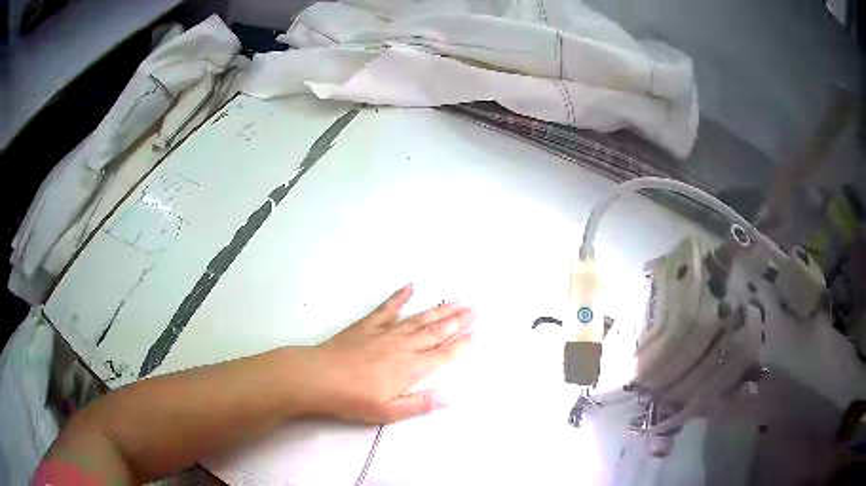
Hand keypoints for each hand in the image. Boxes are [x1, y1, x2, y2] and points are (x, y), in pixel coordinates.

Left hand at [296, 284, 474, 422]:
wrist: (319, 377)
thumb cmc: (353, 399)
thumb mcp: (388, 412)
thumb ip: (419, 404)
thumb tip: (449, 399)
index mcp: (410, 369)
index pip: (443, 355)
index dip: (461, 344)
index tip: (476, 333)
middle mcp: (403, 346)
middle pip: (436, 332)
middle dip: (458, 321)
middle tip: (475, 309)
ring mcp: (386, 332)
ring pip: (419, 319)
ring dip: (439, 310)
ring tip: (457, 300)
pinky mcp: (368, 324)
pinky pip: (388, 307)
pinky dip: (400, 297)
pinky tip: (411, 287)